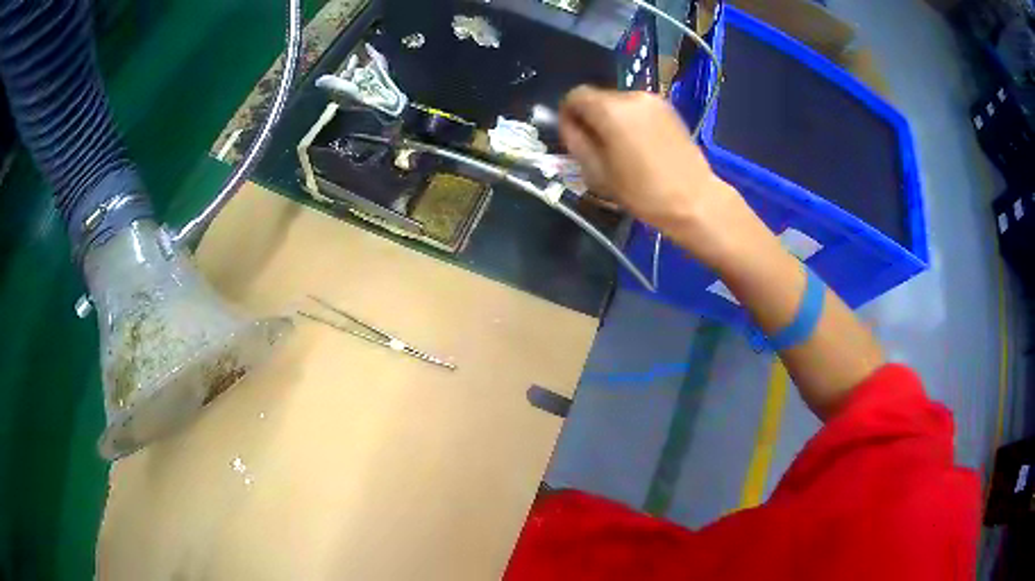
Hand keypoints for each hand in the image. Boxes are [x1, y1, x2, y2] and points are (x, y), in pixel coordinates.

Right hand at [559, 86, 751, 266]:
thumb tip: (569, 125)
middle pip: (598, 97)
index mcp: (610, 110)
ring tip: (621, 149)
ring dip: (612, 120)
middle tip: (596, 147)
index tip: (573, 137)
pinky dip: (631, 121)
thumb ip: (576, 142)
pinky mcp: (669, 109)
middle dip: (591, 117)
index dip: (568, 114)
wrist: (694, 200)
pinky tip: (640, 146)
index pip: (575, 95)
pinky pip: (638, 109)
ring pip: (618, 103)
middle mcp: (631, 96)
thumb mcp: (598, 173)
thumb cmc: (643, 192)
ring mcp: (653, 100)